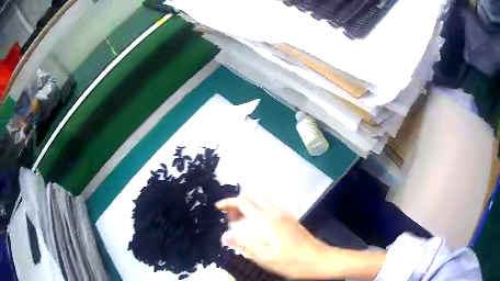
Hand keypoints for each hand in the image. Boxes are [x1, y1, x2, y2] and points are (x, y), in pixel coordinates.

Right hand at [216, 195, 333, 278]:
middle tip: (229, 217)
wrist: (319, 260)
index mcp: (268, 220)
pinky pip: (269, 207)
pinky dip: (257, 210)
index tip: (218, 208)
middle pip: (253, 197)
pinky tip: (255, 226)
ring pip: (262, 201)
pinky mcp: (290, 220)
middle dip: (238, 202)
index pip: (244, 202)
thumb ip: (245, 244)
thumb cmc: (292, 261)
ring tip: (239, 221)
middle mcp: (276, 212)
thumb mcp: (266, 257)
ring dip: (248, 205)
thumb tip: (225, 235)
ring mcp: (285, 215)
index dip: (229, 203)